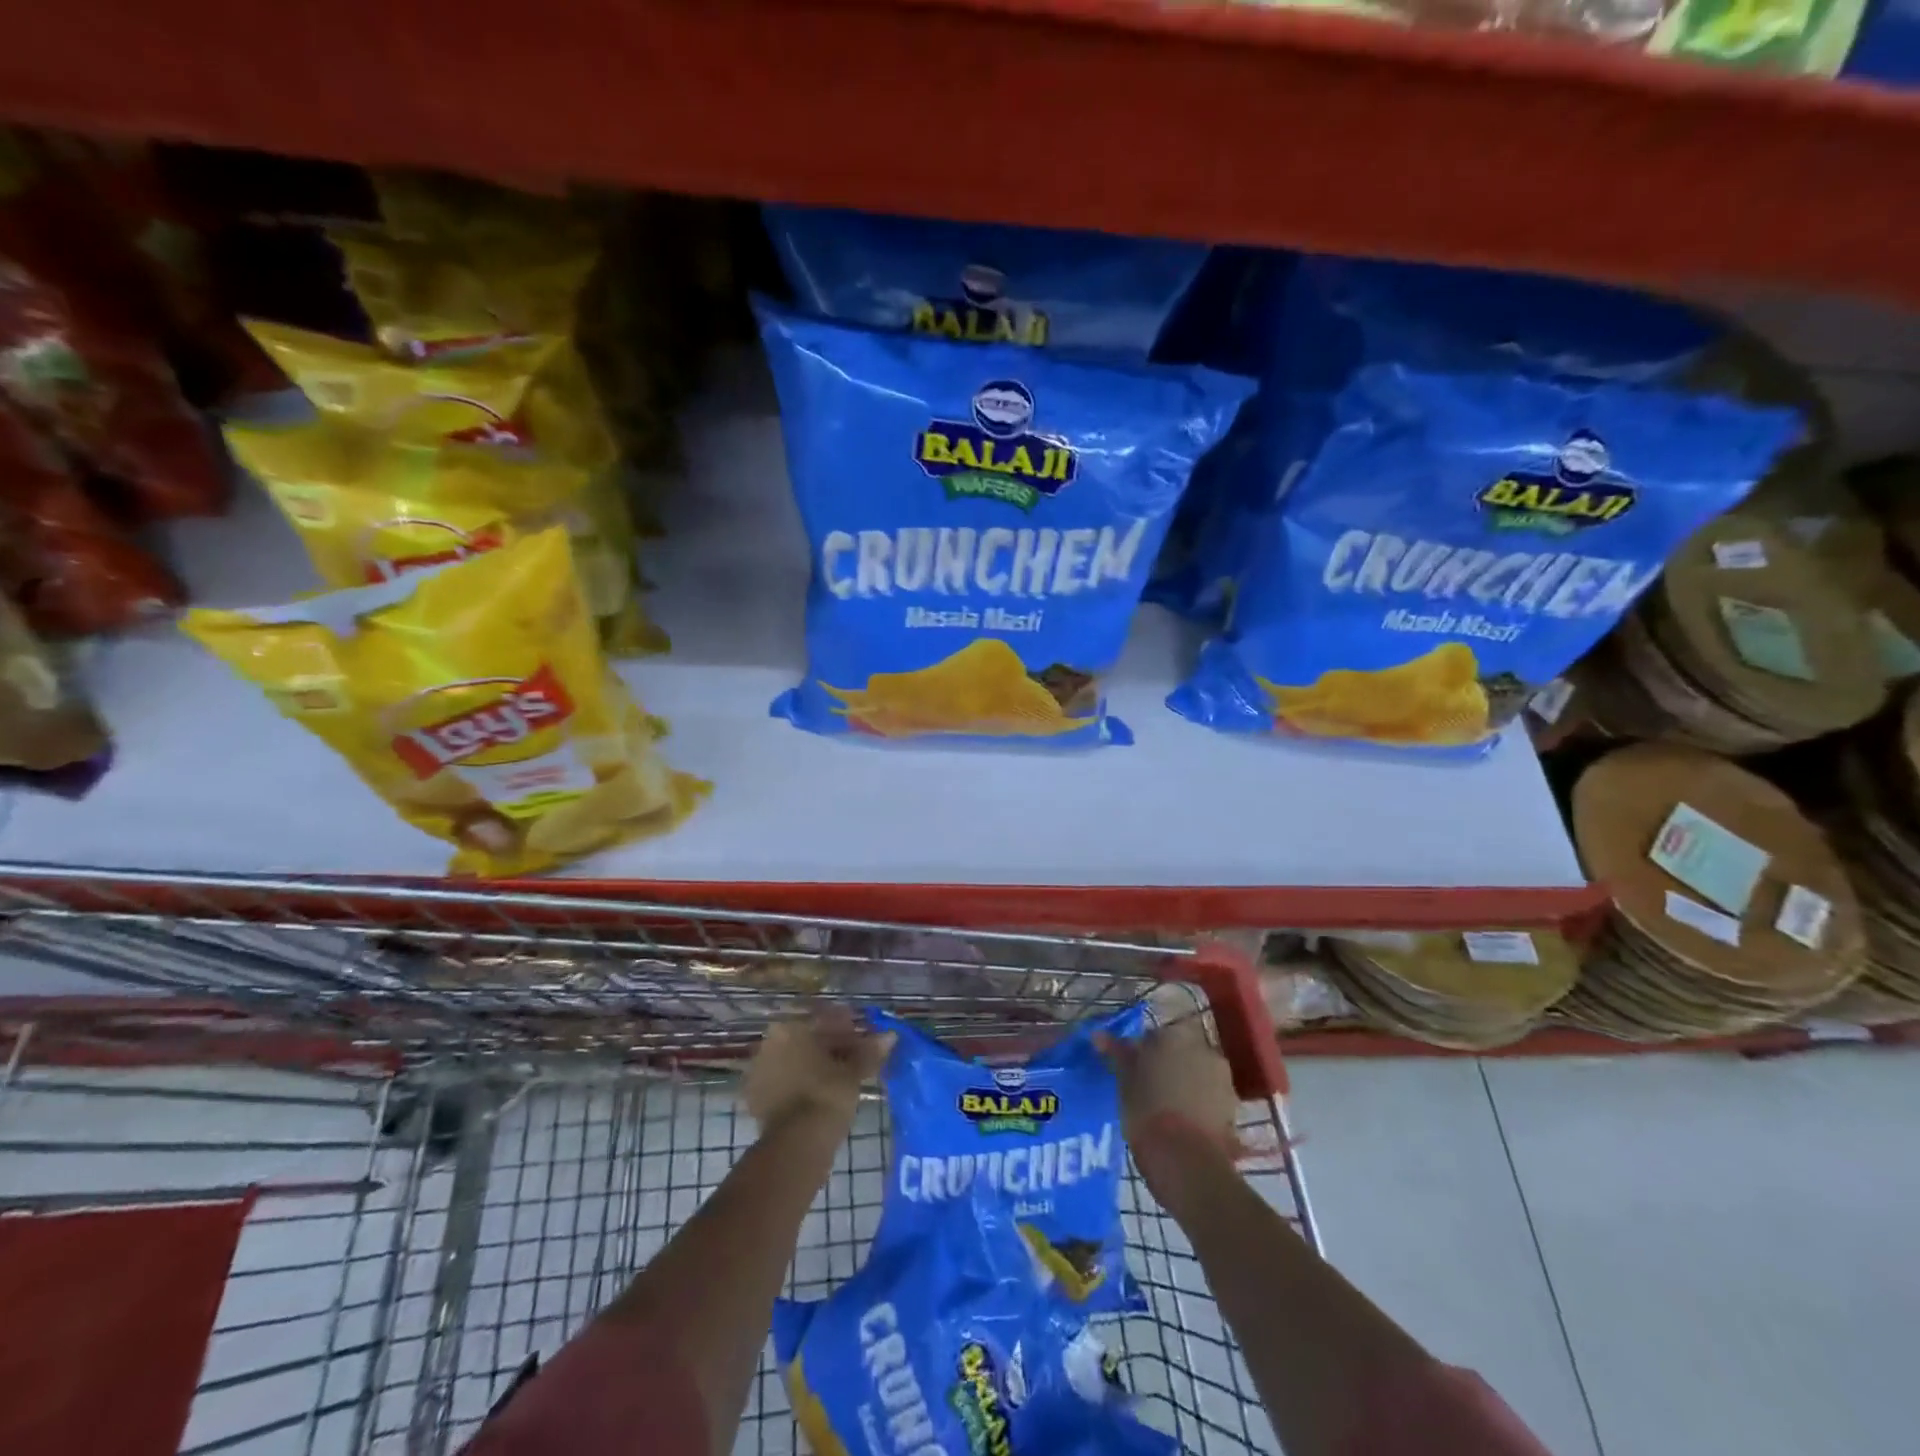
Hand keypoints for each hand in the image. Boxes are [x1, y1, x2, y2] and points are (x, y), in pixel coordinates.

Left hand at [744, 1009, 894, 1134]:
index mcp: (790, 1028)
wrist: (796, 1145)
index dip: (848, 1029)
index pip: (824, 1020)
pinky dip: (802, 1084)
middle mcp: (769, 1043)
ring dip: (816, 1066)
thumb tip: (891, 1036)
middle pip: (807, 1039)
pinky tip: (820, 1095)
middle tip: (856, 1060)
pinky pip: (785, 1082)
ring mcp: (759, 1071)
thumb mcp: (853, 1072)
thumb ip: (869, 1051)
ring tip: (841, 1079)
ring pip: (795, 1060)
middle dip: (831, 1047)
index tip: (865, 1040)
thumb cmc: (827, 1095)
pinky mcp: (755, 1099)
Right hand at [1096, 1016, 1240, 1154]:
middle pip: (1179, 1052)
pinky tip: (1185, 1124)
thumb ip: (1116, 1053)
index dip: (1141, 1054)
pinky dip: (1199, 1104)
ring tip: (1168, 1111)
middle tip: (1148, 1090)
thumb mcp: (1124, 1080)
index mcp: (1174, 1035)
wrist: (1186, 1160)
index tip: (1132, 1073)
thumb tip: (1098, 1035)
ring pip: (1197, 1074)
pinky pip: (1210, 1097)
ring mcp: (1223, 1077)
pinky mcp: (1233, 1107)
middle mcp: (1203, 1048)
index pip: (1153, 1036)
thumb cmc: (1147, 1111)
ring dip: (1185, 1084)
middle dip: (1167, 1066)